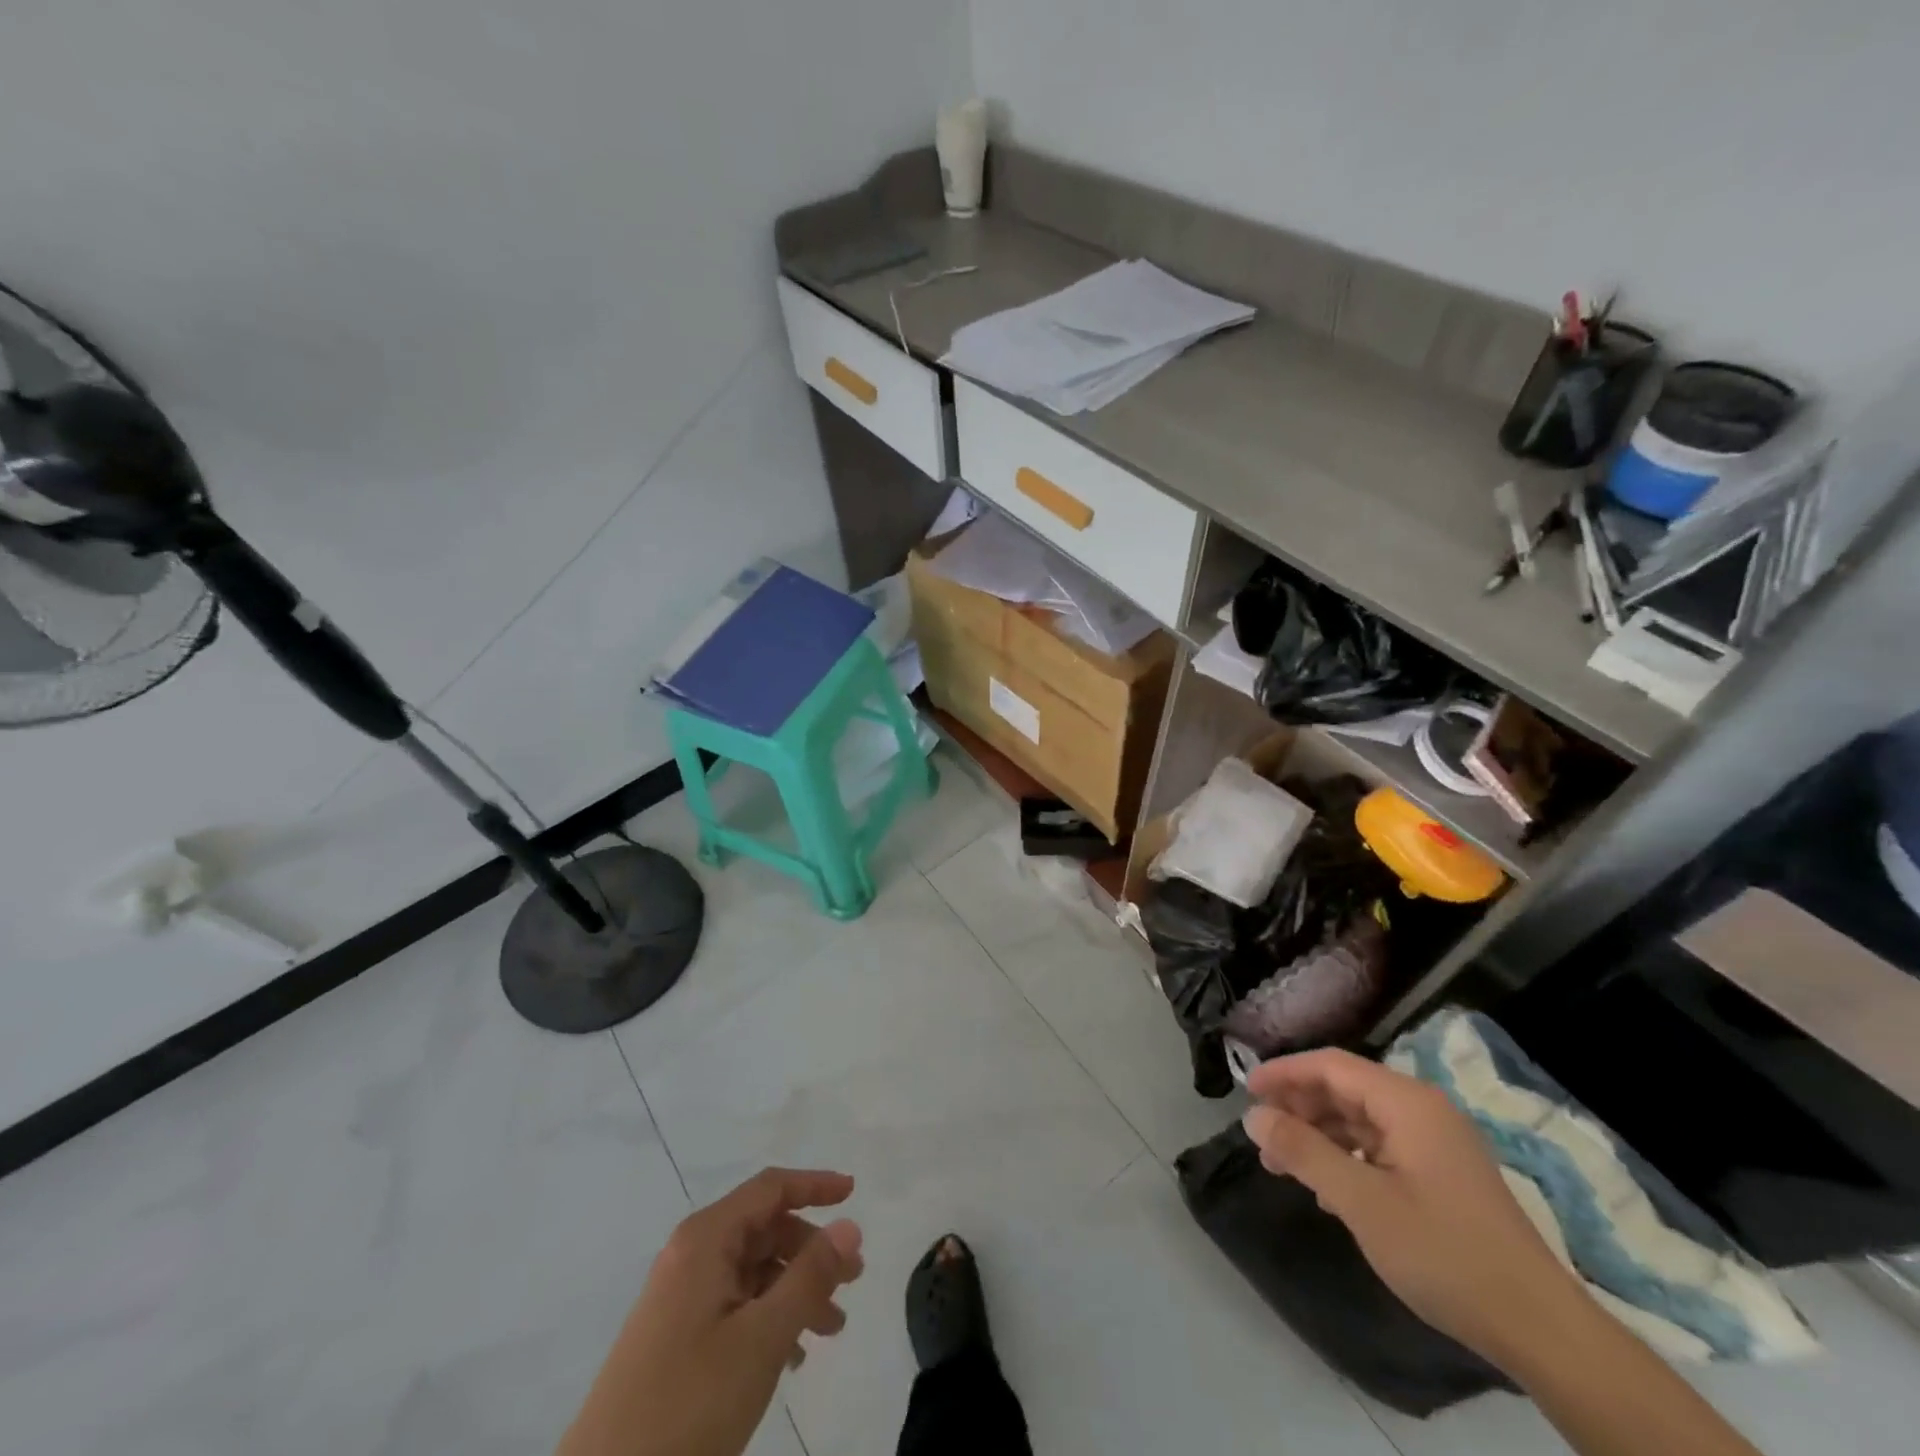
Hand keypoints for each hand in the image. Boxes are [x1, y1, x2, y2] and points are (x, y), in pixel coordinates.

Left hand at [558, 1168, 863, 1455]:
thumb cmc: (689, 1402)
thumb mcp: (762, 1338)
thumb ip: (810, 1276)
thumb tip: (850, 1224)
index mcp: (705, 1239)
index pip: (770, 1188)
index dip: (814, 1185)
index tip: (854, 1194)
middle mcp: (691, 1255)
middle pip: (765, 1229)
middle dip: (811, 1250)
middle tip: (852, 1281)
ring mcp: (680, 1297)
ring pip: (753, 1271)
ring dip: (796, 1290)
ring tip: (831, 1330)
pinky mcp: (675, 1337)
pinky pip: (735, 1305)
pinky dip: (770, 1317)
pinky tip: (793, 1356)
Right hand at [1241, 1048, 1585, 1368]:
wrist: (1541, 1329)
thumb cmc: (1444, 1252)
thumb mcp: (1360, 1201)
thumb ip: (1302, 1150)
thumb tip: (1253, 1114)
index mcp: (1407, 1102)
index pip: (1330, 1065)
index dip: (1283, 1072)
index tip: (1244, 1092)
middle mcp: (1423, 1110)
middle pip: (1344, 1088)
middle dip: (1298, 1108)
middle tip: (1261, 1137)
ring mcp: (1437, 1142)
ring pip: (1360, 1119)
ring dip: (1318, 1136)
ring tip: (1283, 1165)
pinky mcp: (1443, 1174)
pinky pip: (1380, 1147)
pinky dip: (1346, 1157)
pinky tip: (1327, 1190)